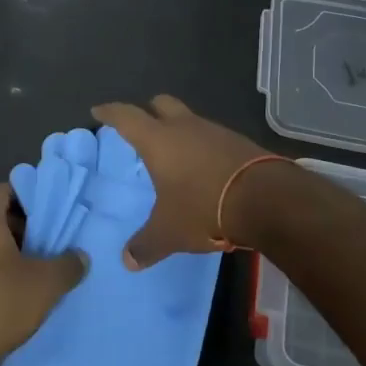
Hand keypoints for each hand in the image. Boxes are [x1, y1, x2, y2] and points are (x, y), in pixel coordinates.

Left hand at [0, 184, 86, 365]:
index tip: (48, 218)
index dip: (28, 199)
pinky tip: (3, 293)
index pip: (5, 190)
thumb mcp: (45, 285)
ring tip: (27, 272)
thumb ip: (68, 265)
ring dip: (1, 251)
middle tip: (44, 246)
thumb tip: (80, 257)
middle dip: (18, 228)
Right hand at [91, 95, 272, 265]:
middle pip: (161, 104)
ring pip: (189, 119)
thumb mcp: (170, 232)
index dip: (110, 112)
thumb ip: (146, 245)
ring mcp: (214, 131)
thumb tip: (127, 261)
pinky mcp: (239, 142)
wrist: (266, 199)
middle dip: (149, 111)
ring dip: (179, 130)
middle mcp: (184, 127)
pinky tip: (205, 167)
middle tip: (141, 126)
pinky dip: (203, 146)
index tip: (99, 111)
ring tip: (175, 153)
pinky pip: (212, 137)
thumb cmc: (204, 207)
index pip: (126, 116)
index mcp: (158, 140)